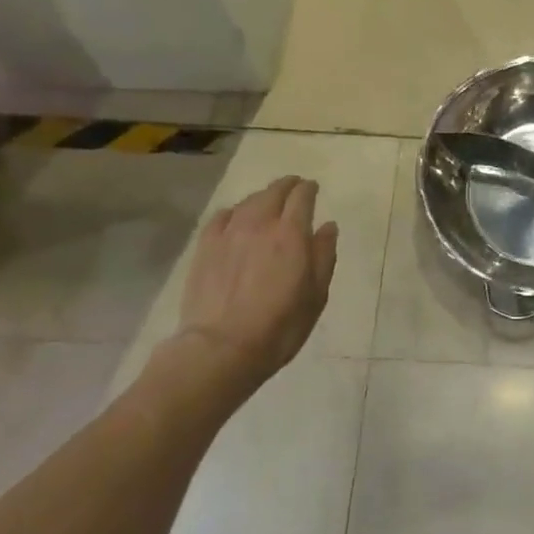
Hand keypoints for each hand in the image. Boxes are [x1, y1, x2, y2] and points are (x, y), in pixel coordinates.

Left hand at [162, 175, 338, 398]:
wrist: (221, 348)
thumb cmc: (279, 326)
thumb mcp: (316, 295)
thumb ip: (324, 255)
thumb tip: (328, 226)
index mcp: (291, 234)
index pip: (302, 196)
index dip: (309, 189)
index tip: (313, 189)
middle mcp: (260, 223)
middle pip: (274, 191)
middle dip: (287, 186)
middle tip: (294, 189)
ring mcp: (229, 232)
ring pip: (248, 201)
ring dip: (262, 197)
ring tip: (268, 204)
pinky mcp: (205, 246)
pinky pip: (222, 216)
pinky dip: (235, 211)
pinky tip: (236, 220)